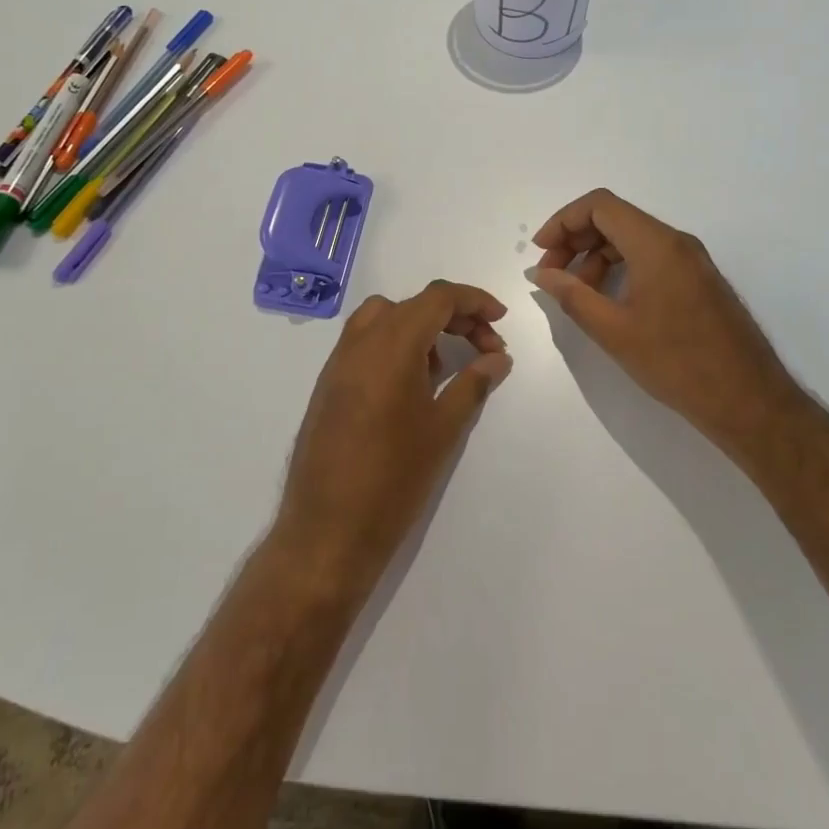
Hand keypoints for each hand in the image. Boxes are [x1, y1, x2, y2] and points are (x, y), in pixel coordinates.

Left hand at [275, 280, 512, 586]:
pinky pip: (366, 343)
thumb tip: (497, 357)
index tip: (501, 320)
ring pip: (385, 318)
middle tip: (485, 347)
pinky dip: (395, 345)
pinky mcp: (328, 384)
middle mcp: (360, 342)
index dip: (474, 300)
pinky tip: (412, 386)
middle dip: (454, 316)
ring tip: (446, 367)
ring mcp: (338, 362)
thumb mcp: (444, 428)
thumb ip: (474, 383)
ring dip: (421, 327)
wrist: (327, 530)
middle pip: (413, 305)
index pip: (437, 297)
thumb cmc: (394, 478)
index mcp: (391, 345)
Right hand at [531, 189, 799, 461]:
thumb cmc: (676, 363)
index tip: (540, 253)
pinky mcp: (699, 280)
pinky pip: (652, 257)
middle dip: (576, 240)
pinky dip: (621, 268)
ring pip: (633, 239)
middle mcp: (677, 242)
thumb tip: (540, 272)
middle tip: (552, 275)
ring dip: (597, 256)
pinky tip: (608, 300)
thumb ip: (572, 295)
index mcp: (656, 244)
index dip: (563, 221)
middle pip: (615, 219)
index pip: (600, 206)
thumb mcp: (614, 330)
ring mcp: (692, 260)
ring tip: (577, 294)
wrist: (748, 400)